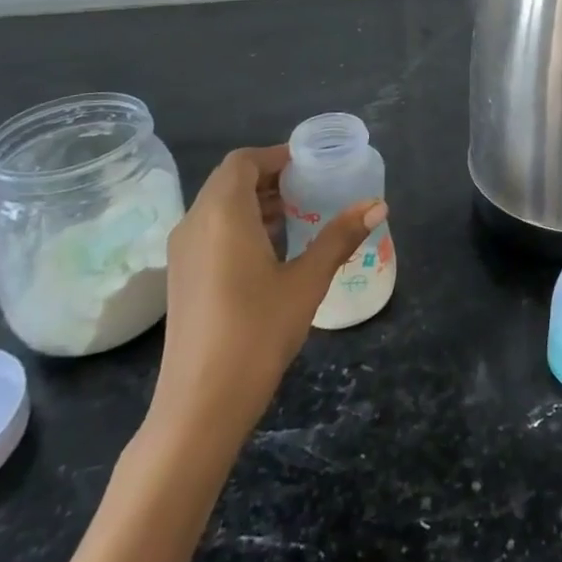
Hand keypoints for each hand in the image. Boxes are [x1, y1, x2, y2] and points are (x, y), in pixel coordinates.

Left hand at [149, 145, 385, 434]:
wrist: (200, 406)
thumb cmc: (256, 332)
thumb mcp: (307, 281)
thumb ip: (340, 237)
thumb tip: (379, 205)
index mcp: (222, 214)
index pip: (243, 161)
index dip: (277, 156)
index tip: (312, 164)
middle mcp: (195, 224)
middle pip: (230, 180)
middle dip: (271, 177)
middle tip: (312, 187)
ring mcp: (182, 253)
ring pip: (219, 206)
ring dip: (256, 202)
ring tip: (300, 215)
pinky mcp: (182, 278)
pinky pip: (211, 230)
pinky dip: (241, 224)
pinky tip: (273, 251)